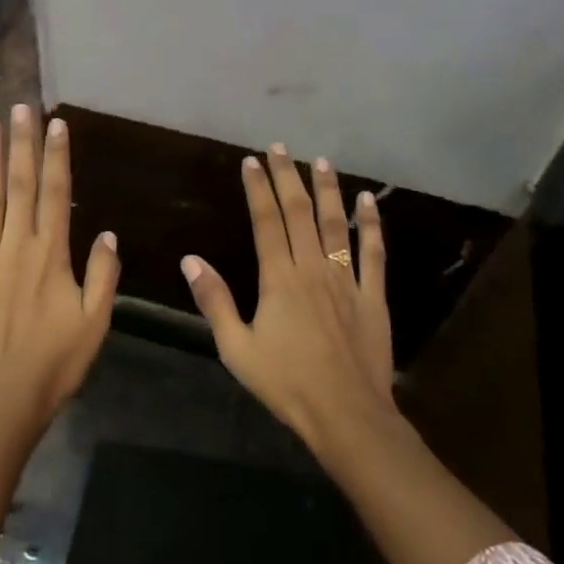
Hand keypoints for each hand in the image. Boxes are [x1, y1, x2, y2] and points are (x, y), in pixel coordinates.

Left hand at [0, 105, 119, 427]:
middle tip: (19, 107)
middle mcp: (16, 247)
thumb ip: (102, 274)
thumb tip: (106, 232)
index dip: (57, 156)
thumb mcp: (95, 322)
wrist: (0, 399)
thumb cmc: (54, 362)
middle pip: (19, 186)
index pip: (55, 193)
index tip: (56, 123)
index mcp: (51, 255)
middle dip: (21, 143)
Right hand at [181, 145, 393, 449]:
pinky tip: (368, 201)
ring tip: (321, 161)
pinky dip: (370, 224)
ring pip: (336, 224)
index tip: (252, 161)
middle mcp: (313, 269)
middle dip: (288, 177)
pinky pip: (373, 253)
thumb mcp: (237, 348)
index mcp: (279, 279)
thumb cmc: (286, 384)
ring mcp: (347, 281)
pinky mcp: (373, 297)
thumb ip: (214, 301)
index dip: (258, 189)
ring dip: (328, 190)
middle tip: (281, 148)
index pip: (266, 222)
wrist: (347, 416)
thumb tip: (190, 260)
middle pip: (299, 213)